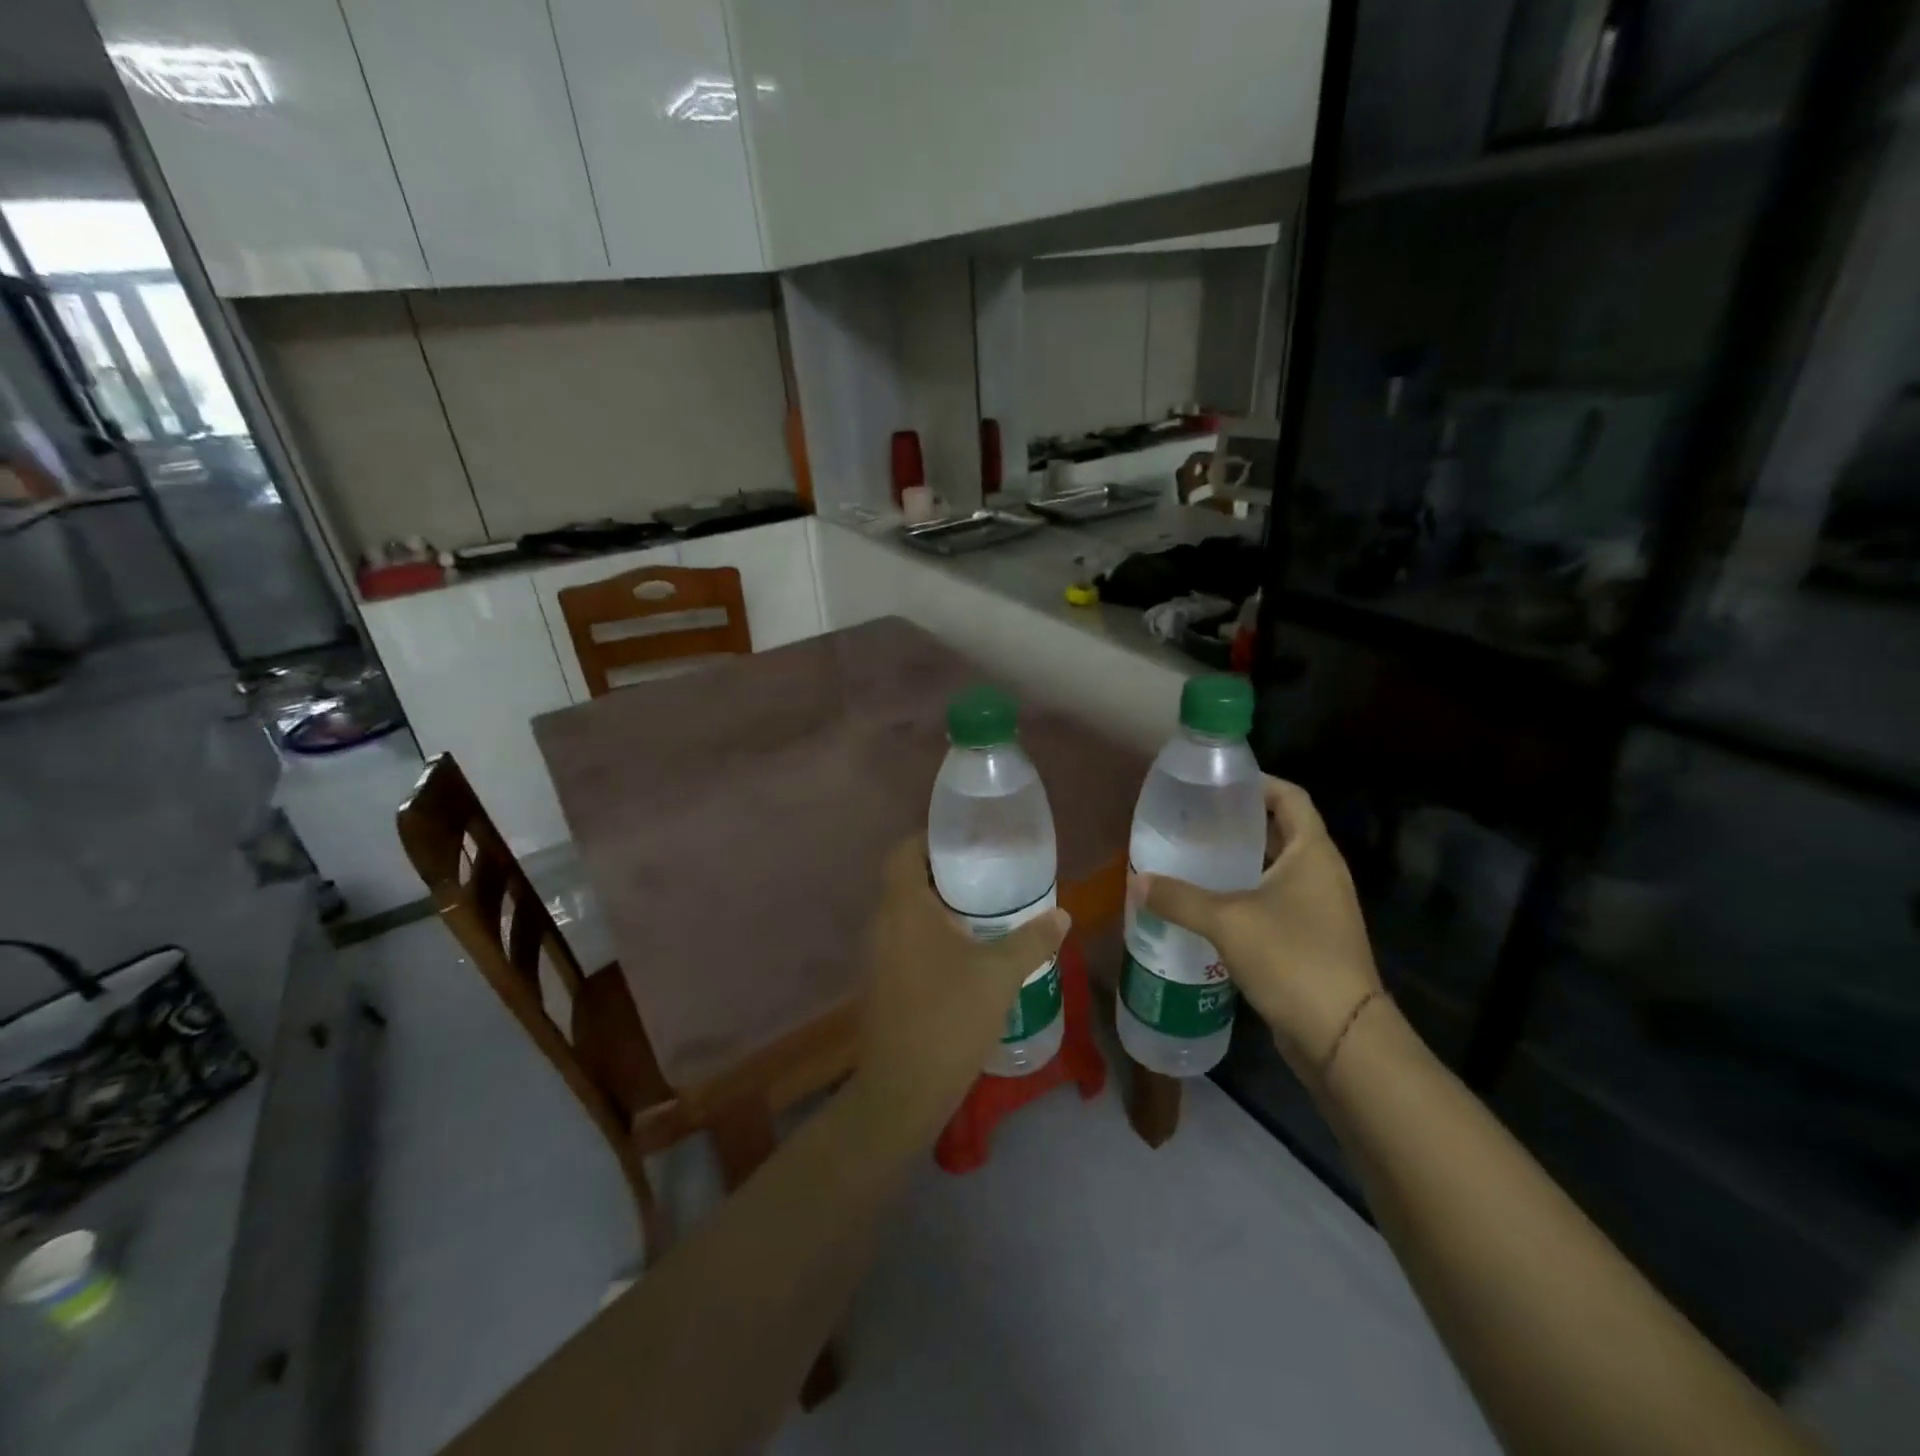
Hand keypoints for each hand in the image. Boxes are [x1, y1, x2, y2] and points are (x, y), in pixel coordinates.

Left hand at [851, 837, 1070, 1145]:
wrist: (904, 1088)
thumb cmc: (950, 1016)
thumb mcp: (1000, 974)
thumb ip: (1032, 940)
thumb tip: (1062, 915)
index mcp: (903, 907)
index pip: (904, 851)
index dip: (930, 839)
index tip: (967, 842)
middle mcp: (882, 923)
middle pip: (905, 879)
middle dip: (943, 873)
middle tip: (986, 874)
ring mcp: (877, 955)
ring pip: (905, 912)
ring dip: (937, 906)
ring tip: (982, 910)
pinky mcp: (881, 981)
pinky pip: (904, 939)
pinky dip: (929, 934)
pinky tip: (964, 953)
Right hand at [1135, 777, 1379, 1077]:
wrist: (1341, 1036)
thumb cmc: (1291, 958)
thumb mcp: (1227, 921)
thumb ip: (1179, 898)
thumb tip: (1135, 881)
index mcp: (1312, 852)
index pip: (1288, 796)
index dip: (1255, 783)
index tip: (1215, 783)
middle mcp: (1321, 872)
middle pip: (1280, 831)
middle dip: (1238, 823)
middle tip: (1192, 821)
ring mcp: (1320, 907)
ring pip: (1275, 869)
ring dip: (1239, 862)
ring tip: (1193, 858)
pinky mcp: (1312, 938)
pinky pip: (1275, 901)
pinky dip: (1245, 895)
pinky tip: (1208, 906)